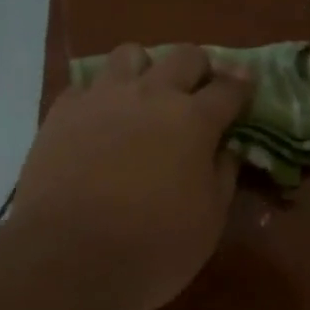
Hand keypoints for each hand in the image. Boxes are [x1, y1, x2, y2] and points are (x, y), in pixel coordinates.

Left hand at [10, 44, 252, 309]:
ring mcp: (103, 97)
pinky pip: (86, 85)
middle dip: (199, 67)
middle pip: (184, 56)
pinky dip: (99, 96)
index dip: (242, 85)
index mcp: (194, 120)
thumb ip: (223, 175)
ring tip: (143, 95)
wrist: (69, 256)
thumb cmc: (153, 246)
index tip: (246, 83)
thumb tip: (227, 149)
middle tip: (198, 90)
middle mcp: (151, 94)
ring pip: (129, 54)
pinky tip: (98, 120)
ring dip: (145, 68)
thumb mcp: (209, 220)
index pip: (229, 88)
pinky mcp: (63, 111)